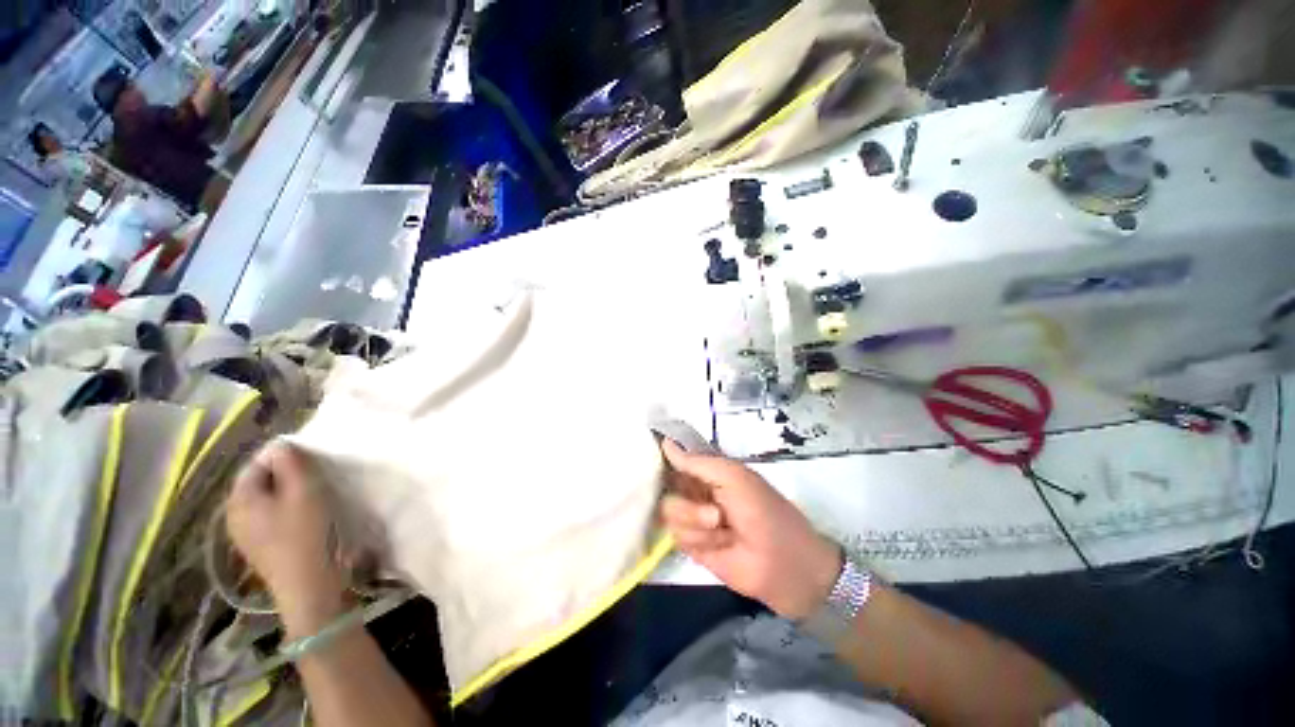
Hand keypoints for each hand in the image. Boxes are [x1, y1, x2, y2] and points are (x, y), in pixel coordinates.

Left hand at [225, 442, 346, 633]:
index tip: (312, 460)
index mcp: (239, 499)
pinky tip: (305, 518)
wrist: (309, 585)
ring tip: (314, 496)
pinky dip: (286, 510)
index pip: (256, 463)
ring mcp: (244, 534)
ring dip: (288, 493)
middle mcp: (233, 515)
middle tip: (316, 477)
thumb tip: (281, 445)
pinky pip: (269, 517)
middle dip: (286, 475)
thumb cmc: (306, 533)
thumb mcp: (304, 491)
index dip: (284, 457)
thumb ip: (292, 463)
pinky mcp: (259, 548)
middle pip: (259, 482)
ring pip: (266, 500)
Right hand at [658, 439, 841, 619]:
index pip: (676, 459)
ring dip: (696, 523)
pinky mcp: (692, 546)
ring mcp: (694, 519)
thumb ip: (697, 462)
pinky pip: (676, 536)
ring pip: (669, 513)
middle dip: (688, 504)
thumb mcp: (733, 477)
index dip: (664, 460)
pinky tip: (720, 546)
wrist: (783, 565)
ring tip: (723, 530)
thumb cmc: (763, 510)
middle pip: (666, 488)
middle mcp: (697, 491)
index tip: (653, 464)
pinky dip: (699, 540)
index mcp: (708, 471)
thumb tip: (665, 442)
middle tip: (715, 514)